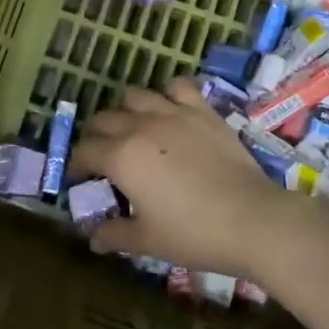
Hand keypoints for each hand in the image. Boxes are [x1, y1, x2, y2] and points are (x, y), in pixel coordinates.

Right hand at [72, 79, 302, 278]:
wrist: (252, 220)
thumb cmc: (193, 234)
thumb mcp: (147, 241)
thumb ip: (114, 234)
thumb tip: (92, 238)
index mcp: (121, 157)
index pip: (85, 151)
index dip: (77, 165)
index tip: (80, 179)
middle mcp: (141, 126)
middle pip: (104, 119)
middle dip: (96, 136)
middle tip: (103, 157)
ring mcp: (174, 113)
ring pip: (136, 95)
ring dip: (126, 111)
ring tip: (134, 129)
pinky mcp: (203, 110)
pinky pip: (179, 87)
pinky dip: (169, 94)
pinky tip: (171, 109)